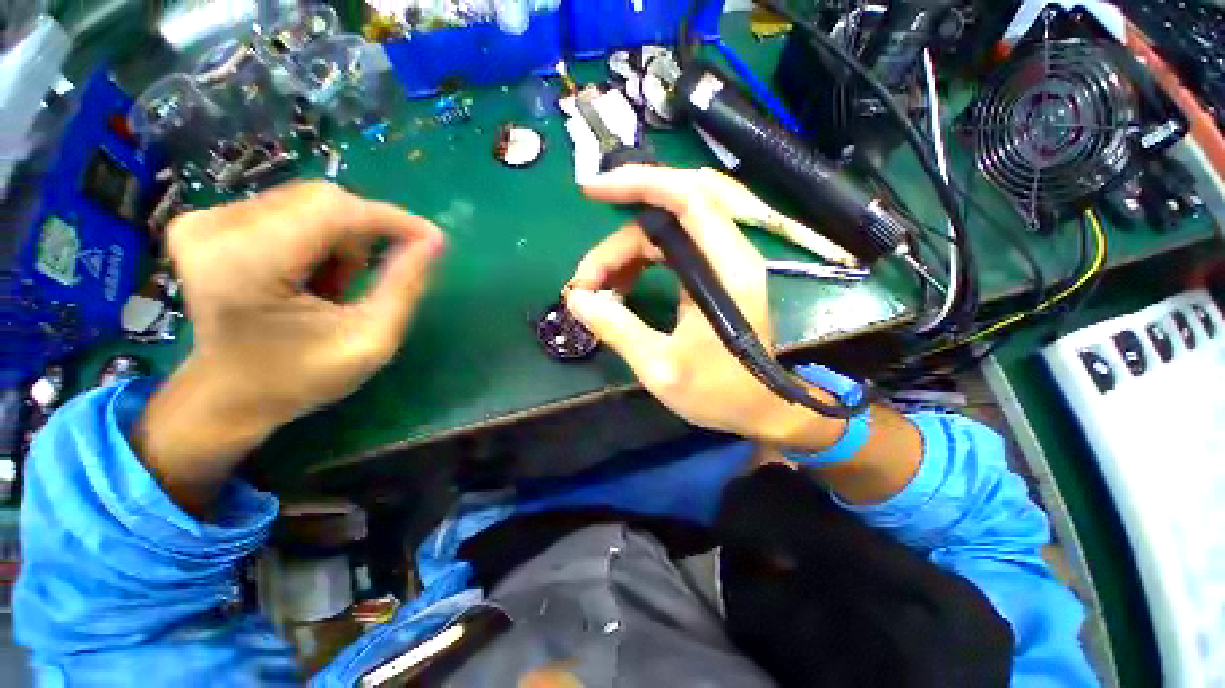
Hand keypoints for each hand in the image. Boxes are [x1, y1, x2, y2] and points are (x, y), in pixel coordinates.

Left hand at [135, 182, 444, 513]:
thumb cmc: (299, 381)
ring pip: (306, 202)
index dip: (393, 220)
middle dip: (365, 235)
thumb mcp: (372, 342)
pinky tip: (308, 273)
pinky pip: (286, 209)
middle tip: (373, 279)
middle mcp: (215, 227)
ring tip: (335, 285)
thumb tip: (433, 242)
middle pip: (322, 201)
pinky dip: (315, 237)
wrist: (226, 397)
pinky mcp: (206, 222)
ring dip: (339, 241)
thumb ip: (405, 287)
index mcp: (248, 264)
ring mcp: (204, 221)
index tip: (434, 240)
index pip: (336, 210)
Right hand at [565, 165, 843, 447]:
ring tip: (598, 291)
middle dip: (618, 242)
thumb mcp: (661, 368)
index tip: (592, 192)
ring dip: (624, 255)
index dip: (639, 183)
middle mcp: (729, 254)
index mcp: (728, 269)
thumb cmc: (719, 392)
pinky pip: (669, 252)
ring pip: (664, 234)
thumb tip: (578, 299)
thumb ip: (618, 329)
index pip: (688, 198)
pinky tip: (620, 290)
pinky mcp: (712, 276)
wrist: (759, 409)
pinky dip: (638, 264)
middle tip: (585, 281)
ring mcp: (721, 263)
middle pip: (666, 218)